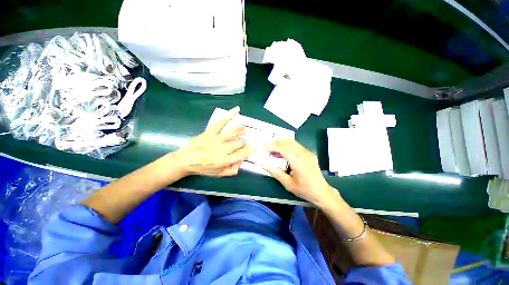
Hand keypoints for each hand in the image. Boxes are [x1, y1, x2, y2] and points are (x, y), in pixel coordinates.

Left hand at [173, 106, 254, 176]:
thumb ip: (232, 170)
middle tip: (242, 143)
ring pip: (233, 133)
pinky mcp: (210, 132)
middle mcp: (223, 149)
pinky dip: (229, 115)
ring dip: (241, 131)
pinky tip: (237, 109)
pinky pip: (221, 122)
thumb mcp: (219, 174)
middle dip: (243, 143)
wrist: (185, 160)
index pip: (242, 154)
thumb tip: (241, 162)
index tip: (254, 148)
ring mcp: (216, 139)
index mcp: (225, 160)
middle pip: (239, 143)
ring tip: (244, 130)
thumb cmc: (203, 168)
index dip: (250, 150)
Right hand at [264, 139, 337, 206]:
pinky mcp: (309, 153)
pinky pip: (296, 145)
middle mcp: (303, 154)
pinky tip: (282, 152)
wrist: (322, 192)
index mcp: (298, 161)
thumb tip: (266, 165)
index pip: (283, 148)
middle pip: (288, 142)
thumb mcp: (288, 184)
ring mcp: (307, 152)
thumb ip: (277, 173)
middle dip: (276, 141)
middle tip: (266, 145)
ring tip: (272, 148)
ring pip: (292, 142)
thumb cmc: (305, 189)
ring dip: (281, 142)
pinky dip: (287, 145)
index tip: (263, 146)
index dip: (272, 146)